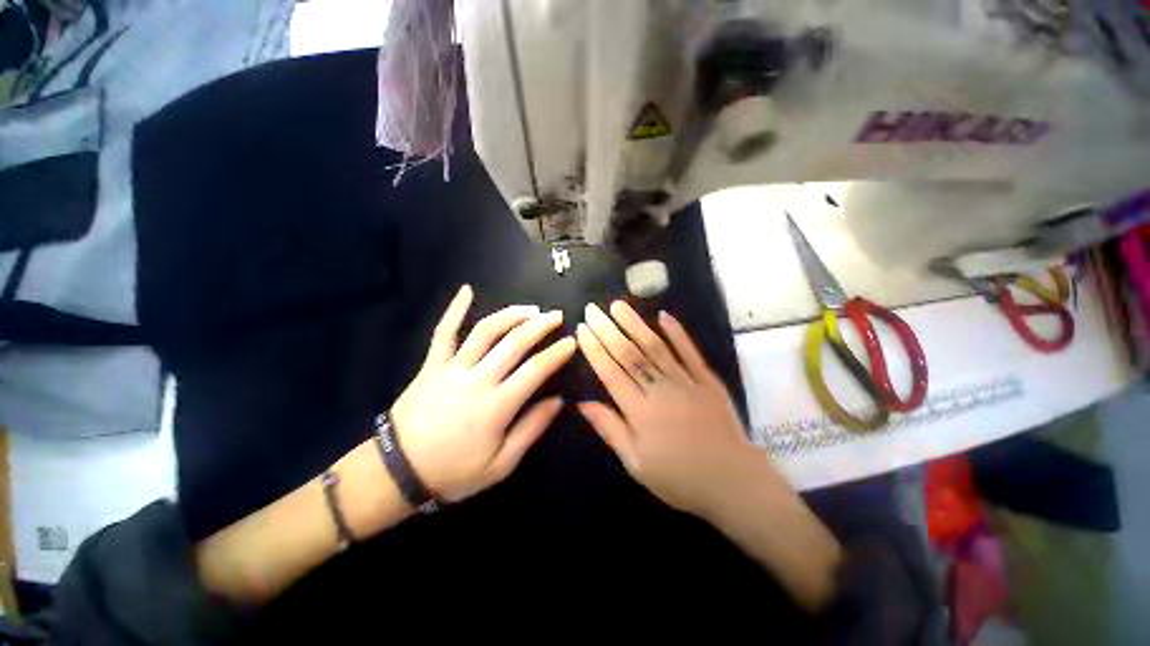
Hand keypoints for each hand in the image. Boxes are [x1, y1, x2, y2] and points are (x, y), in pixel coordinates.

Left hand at [390, 285, 575, 501]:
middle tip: (556, 316)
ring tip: (531, 309)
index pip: (535, 370)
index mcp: (496, 406)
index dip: (556, 353)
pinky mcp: (432, 364)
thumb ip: (531, 429)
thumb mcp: (500, 465)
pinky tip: (467, 290)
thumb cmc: (453, 472)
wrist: (397, 472)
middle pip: (514, 343)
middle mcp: (477, 379)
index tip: (571, 342)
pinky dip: (454, 309)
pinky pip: (444, 332)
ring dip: (511, 315)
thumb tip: (558, 401)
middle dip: (540, 325)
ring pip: (485, 331)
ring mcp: (452, 368)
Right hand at [576, 302, 785, 517]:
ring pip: (655, 347)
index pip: (611, 372)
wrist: (733, 482)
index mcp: (640, 411)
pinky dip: (677, 333)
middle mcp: (660, 389)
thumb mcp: (636, 464)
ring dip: (635, 324)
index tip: (582, 329)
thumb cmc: (679, 478)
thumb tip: (582, 403)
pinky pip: (690, 352)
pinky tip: (664, 315)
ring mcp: (686, 381)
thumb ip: (610, 429)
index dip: (594, 350)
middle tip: (592, 309)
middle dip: (607, 330)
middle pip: (629, 354)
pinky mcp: (707, 380)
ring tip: (618, 305)